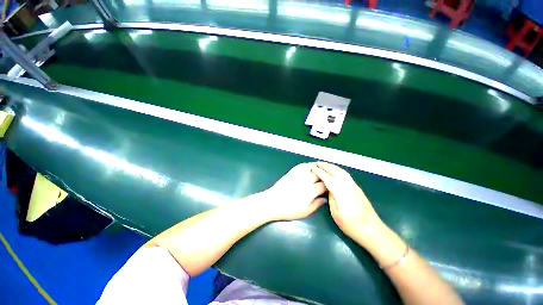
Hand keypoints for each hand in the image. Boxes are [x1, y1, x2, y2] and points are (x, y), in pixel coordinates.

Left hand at [261, 163, 326, 220]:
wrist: (272, 202)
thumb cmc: (289, 209)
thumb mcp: (305, 212)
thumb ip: (317, 204)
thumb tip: (325, 199)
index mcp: (311, 191)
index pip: (324, 185)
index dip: (330, 185)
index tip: (332, 186)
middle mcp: (306, 180)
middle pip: (320, 174)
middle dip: (326, 175)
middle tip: (330, 176)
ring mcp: (298, 174)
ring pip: (312, 167)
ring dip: (319, 167)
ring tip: (324, 168)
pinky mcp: (292, 172)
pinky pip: (303, 165)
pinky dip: (309, 165)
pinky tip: (312, 166)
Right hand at [310, 162, 382, 243]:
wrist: (372, 229)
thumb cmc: (351, 225)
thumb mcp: (336, 213)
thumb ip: (331, 197)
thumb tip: (328, 188)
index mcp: (341, 192)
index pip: (327, 178)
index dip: (319, 172)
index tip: (312, 168)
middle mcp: (348, 185)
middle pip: (335, 171)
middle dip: (324, 166)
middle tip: (315, 163)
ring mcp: (354, 185)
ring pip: (341, 171)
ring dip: (331, 166)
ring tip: (323, 165)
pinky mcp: (357, 187)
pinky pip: (345, 174)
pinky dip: (338, 169)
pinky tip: (334, 171)